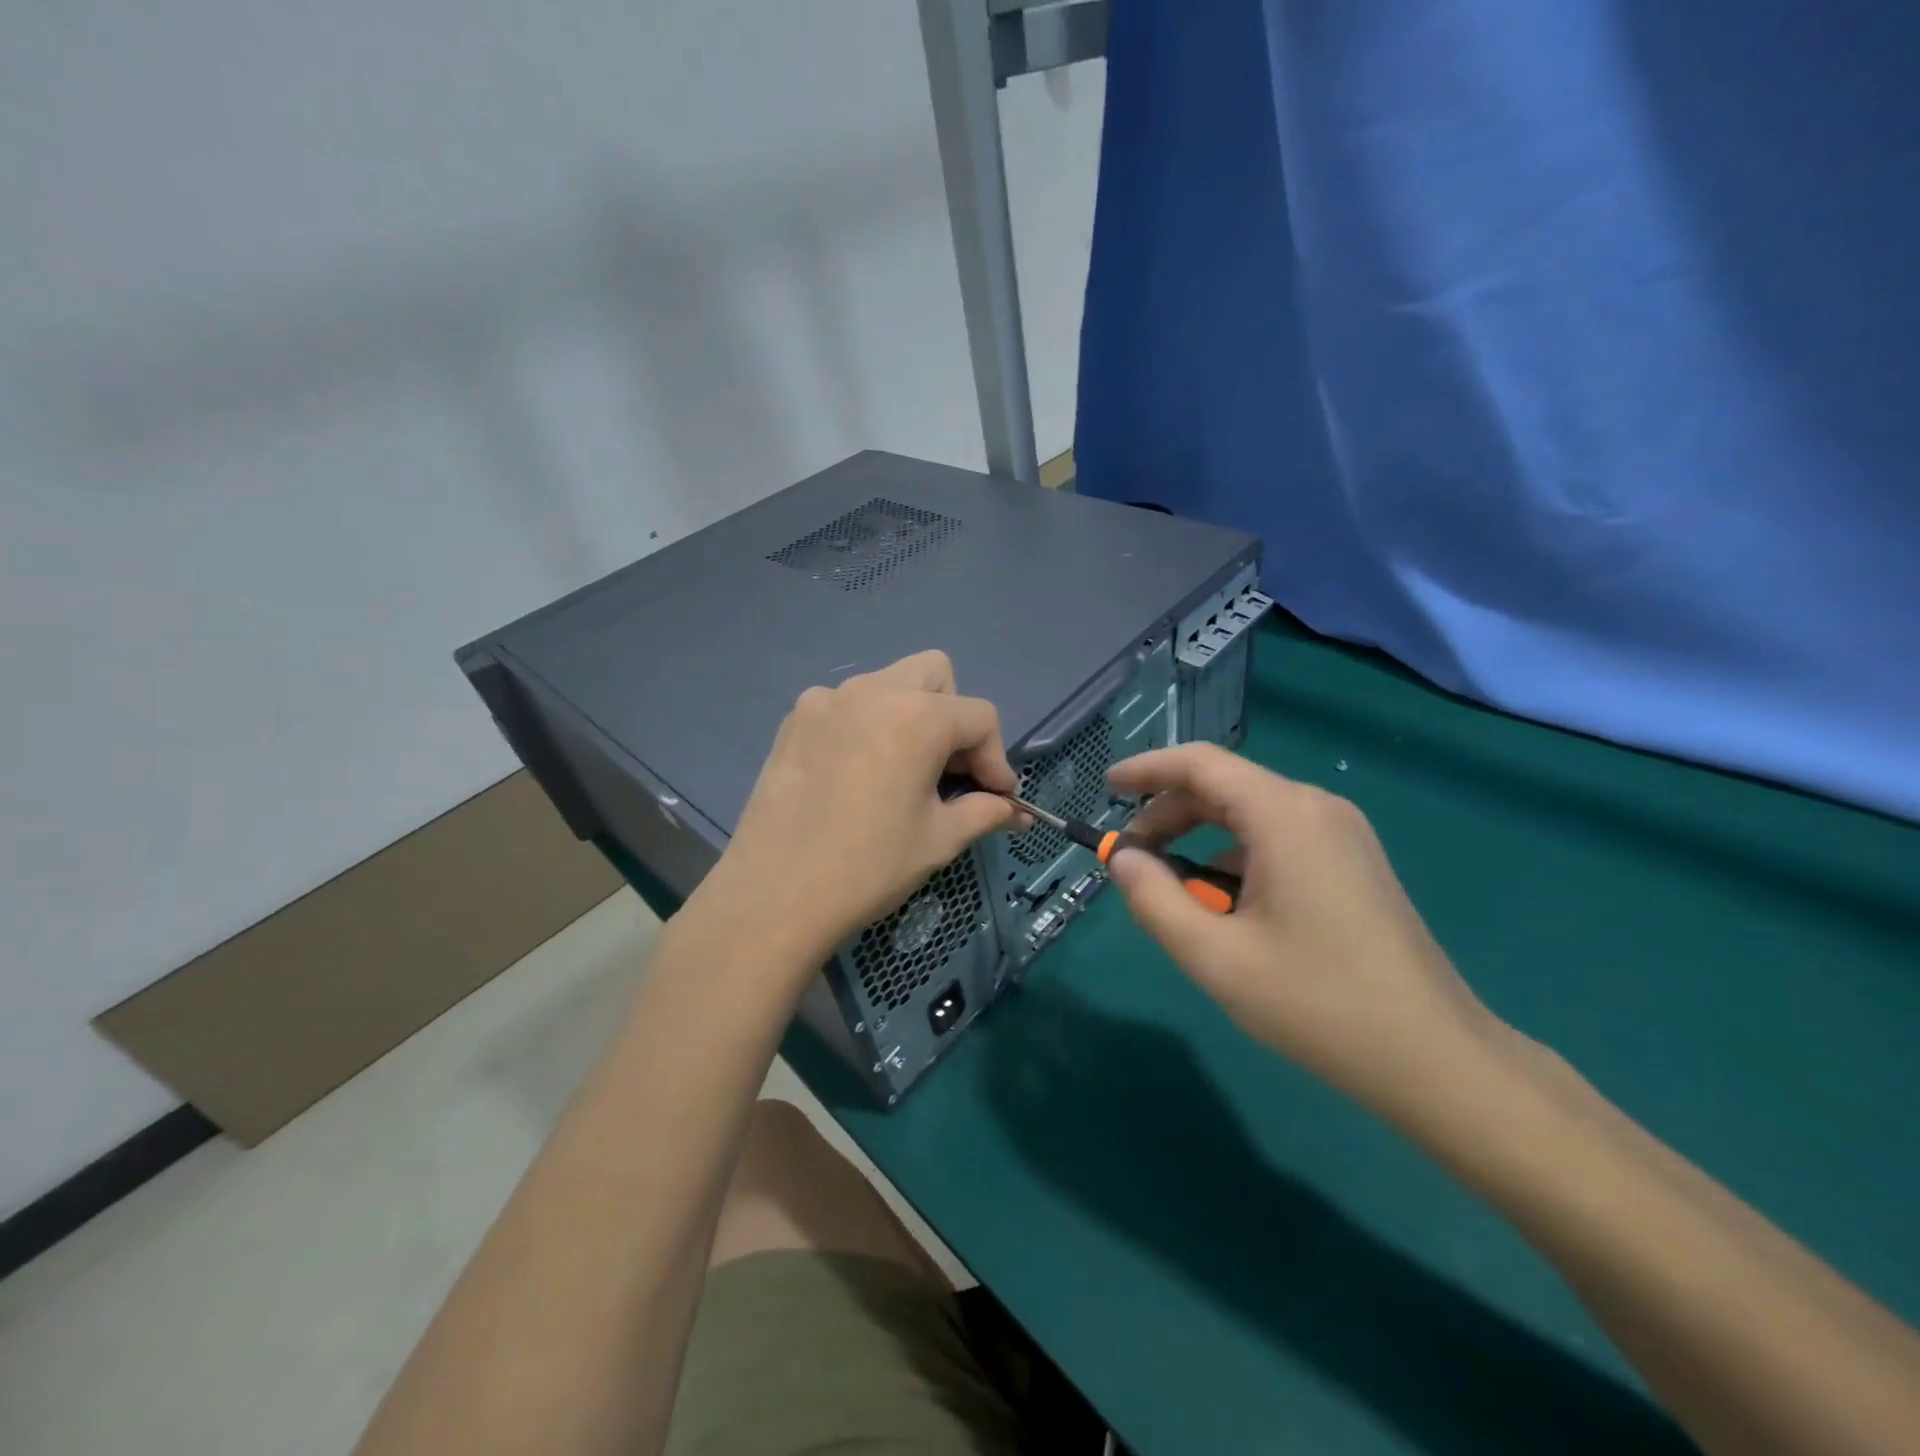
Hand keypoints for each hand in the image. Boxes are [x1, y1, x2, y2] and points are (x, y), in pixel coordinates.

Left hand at [692, 650, 1019, 979]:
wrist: (774, 895)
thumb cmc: (868, 867)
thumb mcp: (939, 839)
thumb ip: (985, 812)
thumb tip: (1015, 812)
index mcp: (917, 716)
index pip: (980, 716)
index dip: (996, 758)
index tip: (995, 797)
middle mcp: (872, 690)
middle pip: (935, 675)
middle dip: (954, 717)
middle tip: (948, 771)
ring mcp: (826, 700)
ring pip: (888, 684)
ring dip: (910, 717)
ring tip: (902, 773)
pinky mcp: (794, 720)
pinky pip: (847, 705)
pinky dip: (866, 726)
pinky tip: (856, 775)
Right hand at [1104, 743, 1503, 1120]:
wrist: (1435, 1057)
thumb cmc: (1317, 1003)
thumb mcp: (1215, 956)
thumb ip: (1154, 899)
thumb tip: (1122, 859)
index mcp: (1284, 815)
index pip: (1199, 764)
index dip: (1146, 769)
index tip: (1107, 787)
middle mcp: (1315, 808)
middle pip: (1223, 787)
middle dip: (1167, 813)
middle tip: (1130, 857)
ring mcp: (1341, 833)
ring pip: (1249, 814)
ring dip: (1199, 837)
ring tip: (1172, 889)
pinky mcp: (1353, 861)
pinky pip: (1277, 838)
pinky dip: (1234, 856)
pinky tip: (1224, 907)